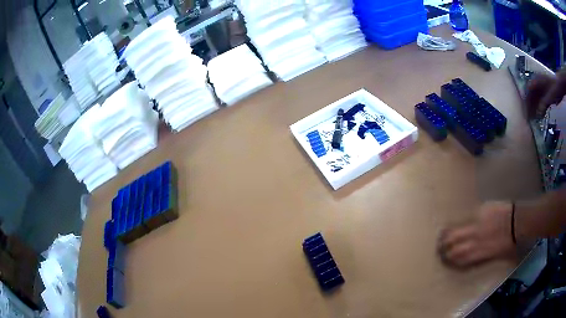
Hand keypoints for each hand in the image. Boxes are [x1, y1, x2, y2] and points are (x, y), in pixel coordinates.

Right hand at [438, 201, 515, 267]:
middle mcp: (475, 241)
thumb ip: (485, 255)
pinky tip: (458, 219)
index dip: (451, 260)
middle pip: (456, 246)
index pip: (460, 259)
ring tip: (442, 234)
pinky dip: (462, 219)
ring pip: (458, 231)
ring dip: (449, 234)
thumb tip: (477, 255)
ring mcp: (477, 226)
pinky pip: (469, 217)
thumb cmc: (510, 242)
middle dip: (446, 248)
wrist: (517, 223)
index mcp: (479, 253)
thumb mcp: (497, 254)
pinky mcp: (482, 212)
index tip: (445, 259)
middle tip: (440, 247)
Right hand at [525, 69, 565, 118]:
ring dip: (534, 109)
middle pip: (531, 95)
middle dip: (529, 106)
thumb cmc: (555, 88)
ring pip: (536, 99)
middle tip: (529, 118)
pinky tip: (540, 116)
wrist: (560, 86)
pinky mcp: (546, 94)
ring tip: (534, 119)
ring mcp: (542, 89)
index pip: (528, 91)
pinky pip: (541, 102)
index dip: (526, 101)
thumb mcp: (550, 96)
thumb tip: (538, 113)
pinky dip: (540, 109)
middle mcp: (538, 84)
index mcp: (537, 81)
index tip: (525, 111)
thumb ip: (544, 103)